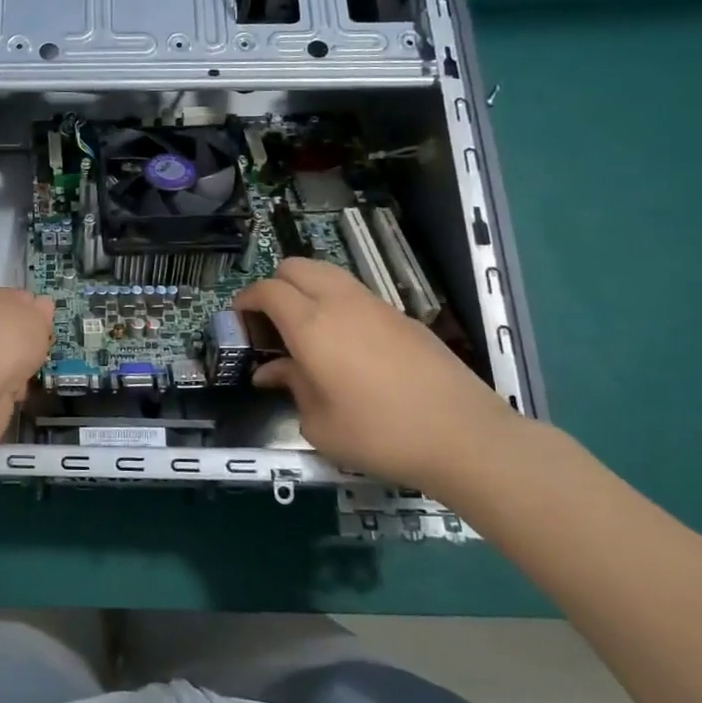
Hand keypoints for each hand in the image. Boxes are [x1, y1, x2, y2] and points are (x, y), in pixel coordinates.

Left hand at [0, 285, 54, 407]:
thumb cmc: (8, 343)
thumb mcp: (36, 318)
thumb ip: (42, 310)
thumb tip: (41, 304)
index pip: (14, 296)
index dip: (34, 311)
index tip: (47, 327)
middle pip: (8, 328)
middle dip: (26, 341)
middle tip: (42, 350)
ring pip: (3, 354)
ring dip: (19, 365)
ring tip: (29, 374)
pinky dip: (8, 384)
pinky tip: (15, 391)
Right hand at [233, 257, 530, 491]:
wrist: (463, 435)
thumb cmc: (378, 434)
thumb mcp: (319, 423)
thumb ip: (291, 387)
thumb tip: (271, 372)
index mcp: (310, 325)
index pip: (267, 290)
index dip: (246, 300)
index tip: (239, 319)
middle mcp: (339, 303)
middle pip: (296, 266)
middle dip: (274, 284)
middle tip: (270, 320)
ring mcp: (375, 305)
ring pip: (328, 273)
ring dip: (307, 289)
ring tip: (305, 327)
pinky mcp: (402, 317)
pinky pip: (356, 294)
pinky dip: (336, 303)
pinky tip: (345, 343)